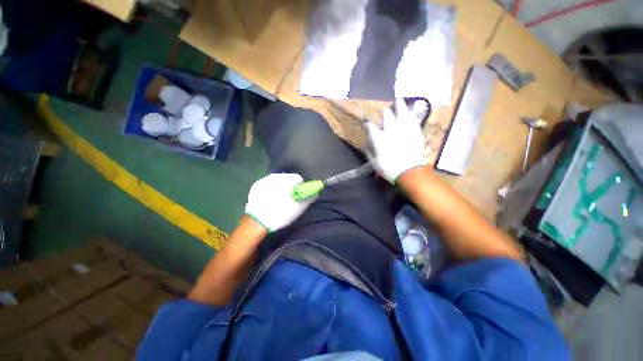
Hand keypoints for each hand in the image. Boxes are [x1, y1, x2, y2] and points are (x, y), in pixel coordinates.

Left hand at [244, 173, 315, 231]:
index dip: (300, 187)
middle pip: (287, 179)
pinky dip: (270, 190)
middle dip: (289, 187)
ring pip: (277, 181)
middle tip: (288, 199)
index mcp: (288, 179)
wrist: (258, 221)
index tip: (298, 196)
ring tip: (278, 200)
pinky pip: (267, 185)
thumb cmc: (282, 213)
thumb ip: (308, 197)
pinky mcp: (256, 185)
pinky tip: (269, 200)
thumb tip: (314, 192)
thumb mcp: (299, 207)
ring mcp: (264, 179)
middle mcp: (276, 176)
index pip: (298, 179)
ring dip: (279, 188)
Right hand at [365, 98, 426, 182]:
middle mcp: (390, 131)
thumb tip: (367, 145)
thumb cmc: (388, 168)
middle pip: (387, 116)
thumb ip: (369, 152)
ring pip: (401, 113)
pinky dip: (411, 114)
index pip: (371, 127)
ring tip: (398, 100)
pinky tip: (411, 109)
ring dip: (399, 106)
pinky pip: (413, 119)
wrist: (409, 171)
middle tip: (384, 110)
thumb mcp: (374, 162)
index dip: (368, 125)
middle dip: (384, 112)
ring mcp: (404, 129)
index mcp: (379, 139)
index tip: (367, 124)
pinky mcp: (415, 131)